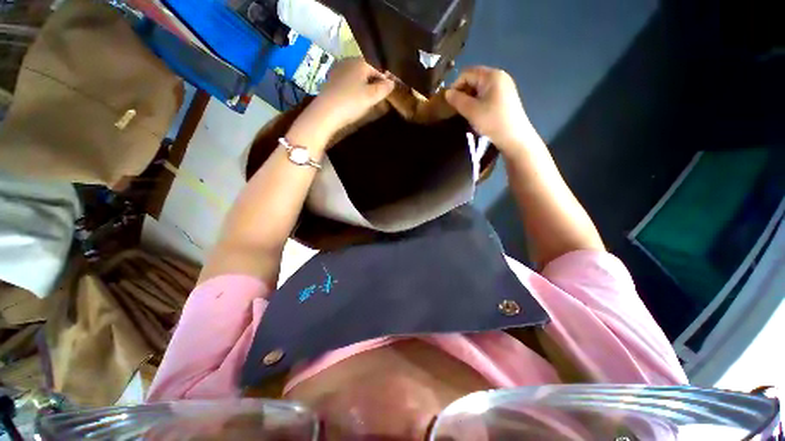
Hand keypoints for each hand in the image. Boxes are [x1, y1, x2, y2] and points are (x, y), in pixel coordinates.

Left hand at [302, 58, 394, 137]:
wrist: (325, 113)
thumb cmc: (351, 102)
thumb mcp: (372, 97)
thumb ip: (384, 88)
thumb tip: (392, 82)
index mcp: (360, 62)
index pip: (378, 68)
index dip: (385, 80)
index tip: (389, 92)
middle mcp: (348, 61)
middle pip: (367, 70)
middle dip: (374, 82)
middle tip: (379, 96)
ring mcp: (338, 70)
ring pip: (357, 76)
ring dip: (364, 85)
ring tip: (368, 99)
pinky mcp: (331, 80)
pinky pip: (348, 81)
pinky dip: (354, 88)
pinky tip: (354, 99)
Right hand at [445, 67, 533, 154]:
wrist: (514, 137)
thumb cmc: (492, 121)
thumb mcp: (471, 111)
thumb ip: (457, 100)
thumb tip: (447, 93)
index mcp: (491, 75)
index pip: (467, 73)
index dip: (455, 86)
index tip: (450, 102)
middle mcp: (499, 76)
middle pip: (474, 78)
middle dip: (463, 91)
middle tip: (457, 107)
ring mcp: (504, 86)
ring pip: (480, 86)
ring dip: (470, 97)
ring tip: (466, 111)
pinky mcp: (506, 96)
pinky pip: (487, 93)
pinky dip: (479, 100)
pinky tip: (477, 112)